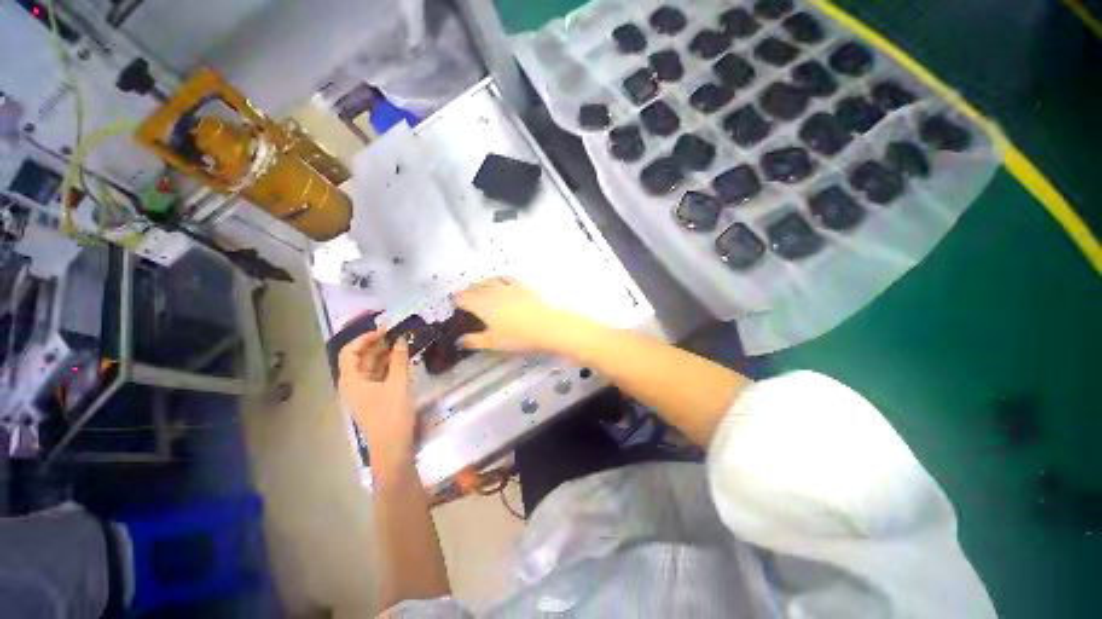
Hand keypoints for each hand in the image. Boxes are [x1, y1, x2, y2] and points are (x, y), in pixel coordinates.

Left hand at [338, 330, 415, 471]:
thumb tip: (401, 340)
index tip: (385, 330)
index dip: (365, 338)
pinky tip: (403, 361)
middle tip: (398, 335)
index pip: (350, 351)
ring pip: (371, 368)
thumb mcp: (398, 383)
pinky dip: (389, 366)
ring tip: (403, 345)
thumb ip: (399, 360)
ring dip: (385, 355)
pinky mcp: (375, 399)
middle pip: (361, 358)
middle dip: (378, 345)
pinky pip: (379, 377)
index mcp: (351, 380)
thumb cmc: (392, 414)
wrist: (393, 447)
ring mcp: (364, 393)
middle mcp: (354, 384)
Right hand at [453, 277, 576, 353]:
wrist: (544, 326)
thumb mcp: (493, 342)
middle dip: (468, 290)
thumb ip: (475, 341)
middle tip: (464, 294)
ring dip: (481, 283)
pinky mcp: (522, 287)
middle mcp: (493, 293)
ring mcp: (508, 288)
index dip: (457, 299)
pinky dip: (499, 278)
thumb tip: (461, 341)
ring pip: (490, 281)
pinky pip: (507, 278)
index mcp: (482, 306)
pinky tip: (500, 279)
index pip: (465, 299)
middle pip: (476, 288)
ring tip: (478, 286)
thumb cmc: (517, 336)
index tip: (454, 300)